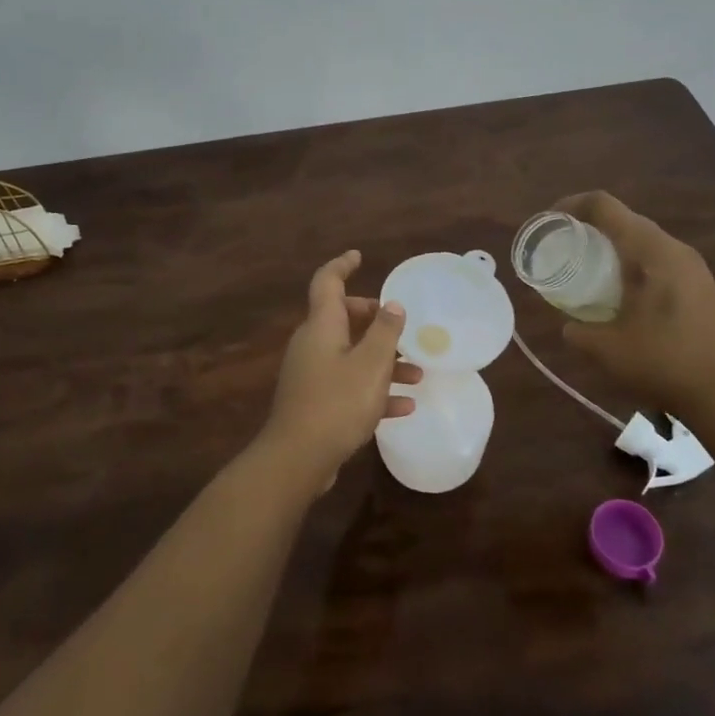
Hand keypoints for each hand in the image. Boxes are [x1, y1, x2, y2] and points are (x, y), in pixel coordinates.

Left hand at [259, 251, 421, 487]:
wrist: (298, 458)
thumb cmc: (337, 402)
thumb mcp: (371, 364)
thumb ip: (385, 332)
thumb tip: (392, 304)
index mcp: (322, 326)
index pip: (327, 282)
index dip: (342, 265)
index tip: (359, 256)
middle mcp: (312, 344)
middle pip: (343, 319)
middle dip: (374, 321)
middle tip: (401, 328)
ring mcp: (311, 374)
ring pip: (350, 355)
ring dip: (382, 361)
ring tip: (416, 374)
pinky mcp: (315, 402)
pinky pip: (348, 385)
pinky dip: (373, 390)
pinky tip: (403, 407)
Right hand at [555, 191, 714, 418]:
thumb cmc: (662, 362)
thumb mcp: (605, 348)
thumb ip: (578, 330)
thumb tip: (569, 325)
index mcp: (649, 251)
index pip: (604, 206)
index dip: (571, 206)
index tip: (549, 224)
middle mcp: (674, 248)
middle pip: (624, 219)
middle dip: (590, 226)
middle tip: (564, 247)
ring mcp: (693, 266)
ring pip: (644, 239)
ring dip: (614, 245)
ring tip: (589, 269)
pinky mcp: (701, 285)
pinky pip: (658, 258)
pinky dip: (633, 263)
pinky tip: (622, 293)